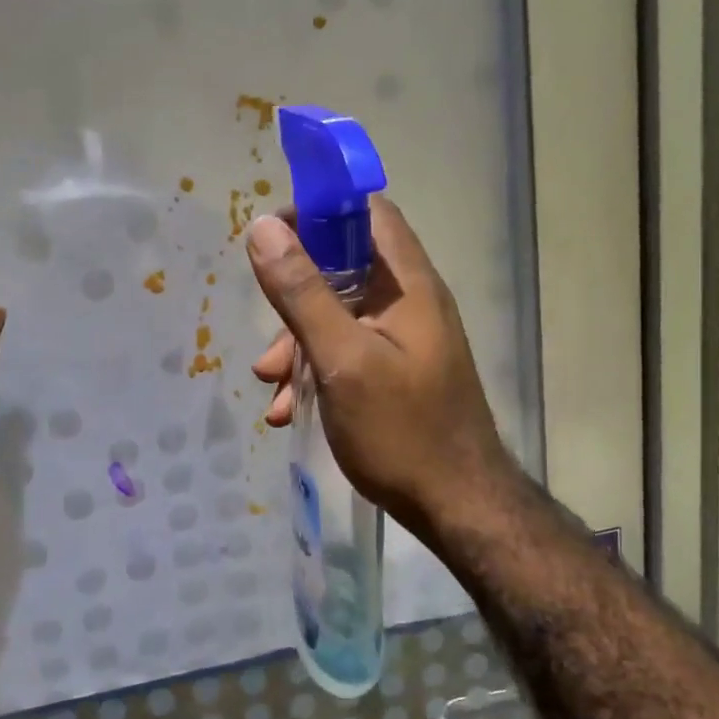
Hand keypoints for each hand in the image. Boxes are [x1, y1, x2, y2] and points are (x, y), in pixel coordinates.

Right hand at [247, 196, 510, 533]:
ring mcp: (403, 341)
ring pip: (338, 317)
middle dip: (294, 296)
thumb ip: (302, 293)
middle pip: (344, 267)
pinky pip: (346, 354)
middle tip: (265, 329)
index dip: (318, 213)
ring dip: (296, 343)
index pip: (366, 212)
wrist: (456, 506)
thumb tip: (262, 228)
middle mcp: (409, 303)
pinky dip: (313, 372)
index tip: (271, 240)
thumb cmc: (402, 430)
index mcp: (407, 284)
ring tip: (271, 385)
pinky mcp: (395, 374)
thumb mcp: (342, 359)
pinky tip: (288, 411)